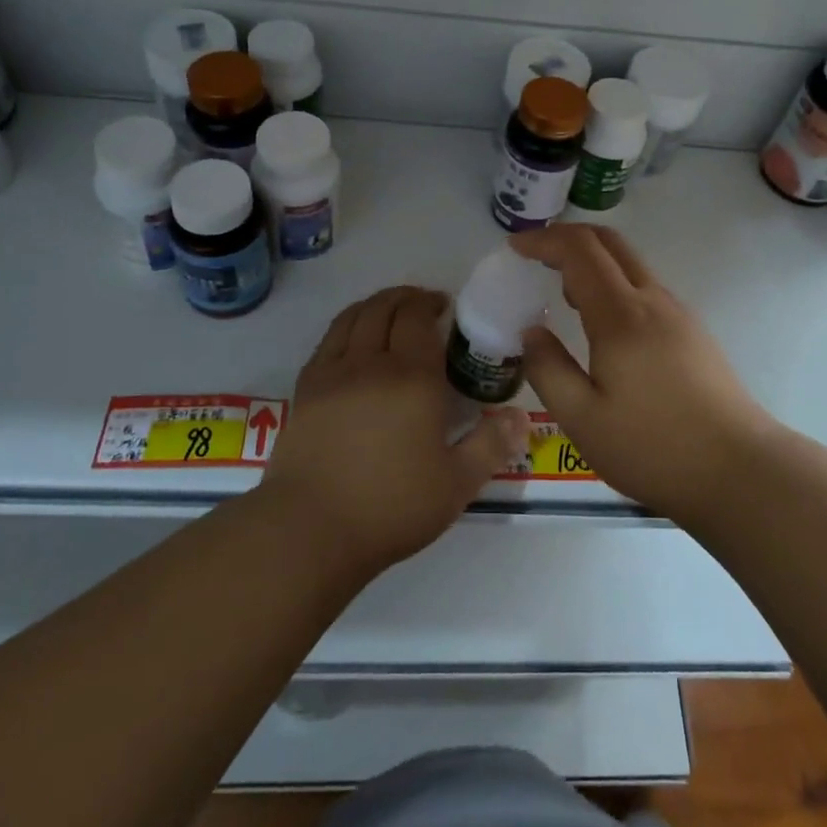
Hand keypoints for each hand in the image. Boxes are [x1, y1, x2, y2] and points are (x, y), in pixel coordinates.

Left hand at [263, 286, 529, 574]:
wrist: (311, 529)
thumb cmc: (391, 507)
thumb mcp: (456, 484)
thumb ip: (491, 445)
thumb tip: (520, 417)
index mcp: (412, 377)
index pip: (417, 316)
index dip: (430, 303)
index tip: (445, 308)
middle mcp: (370, 362)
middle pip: (385, 307)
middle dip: (406, 298)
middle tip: (422, 307)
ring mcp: (332, 372)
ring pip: (353, 316)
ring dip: (376, 305)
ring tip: (390, 313)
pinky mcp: (305, 388)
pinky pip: (328, 339)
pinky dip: (347, 325)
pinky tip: (354, 341)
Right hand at [509, 224, 779, 521]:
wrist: (740, 471)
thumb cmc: (654, 447)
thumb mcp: (583, 420)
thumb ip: (548, 370)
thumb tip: (531, 332)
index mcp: (621, 315)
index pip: (579, 250)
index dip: (544, 240)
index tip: (514, 248)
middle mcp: (652, 301)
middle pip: (609, 243)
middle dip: (568, 238)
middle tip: (535, 258)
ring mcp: (678, 314)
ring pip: (630, 265)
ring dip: (592, 263)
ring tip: (562, 295)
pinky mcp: (693, 333)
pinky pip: (645, 289)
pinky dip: (614, 285)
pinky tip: (601, 326)